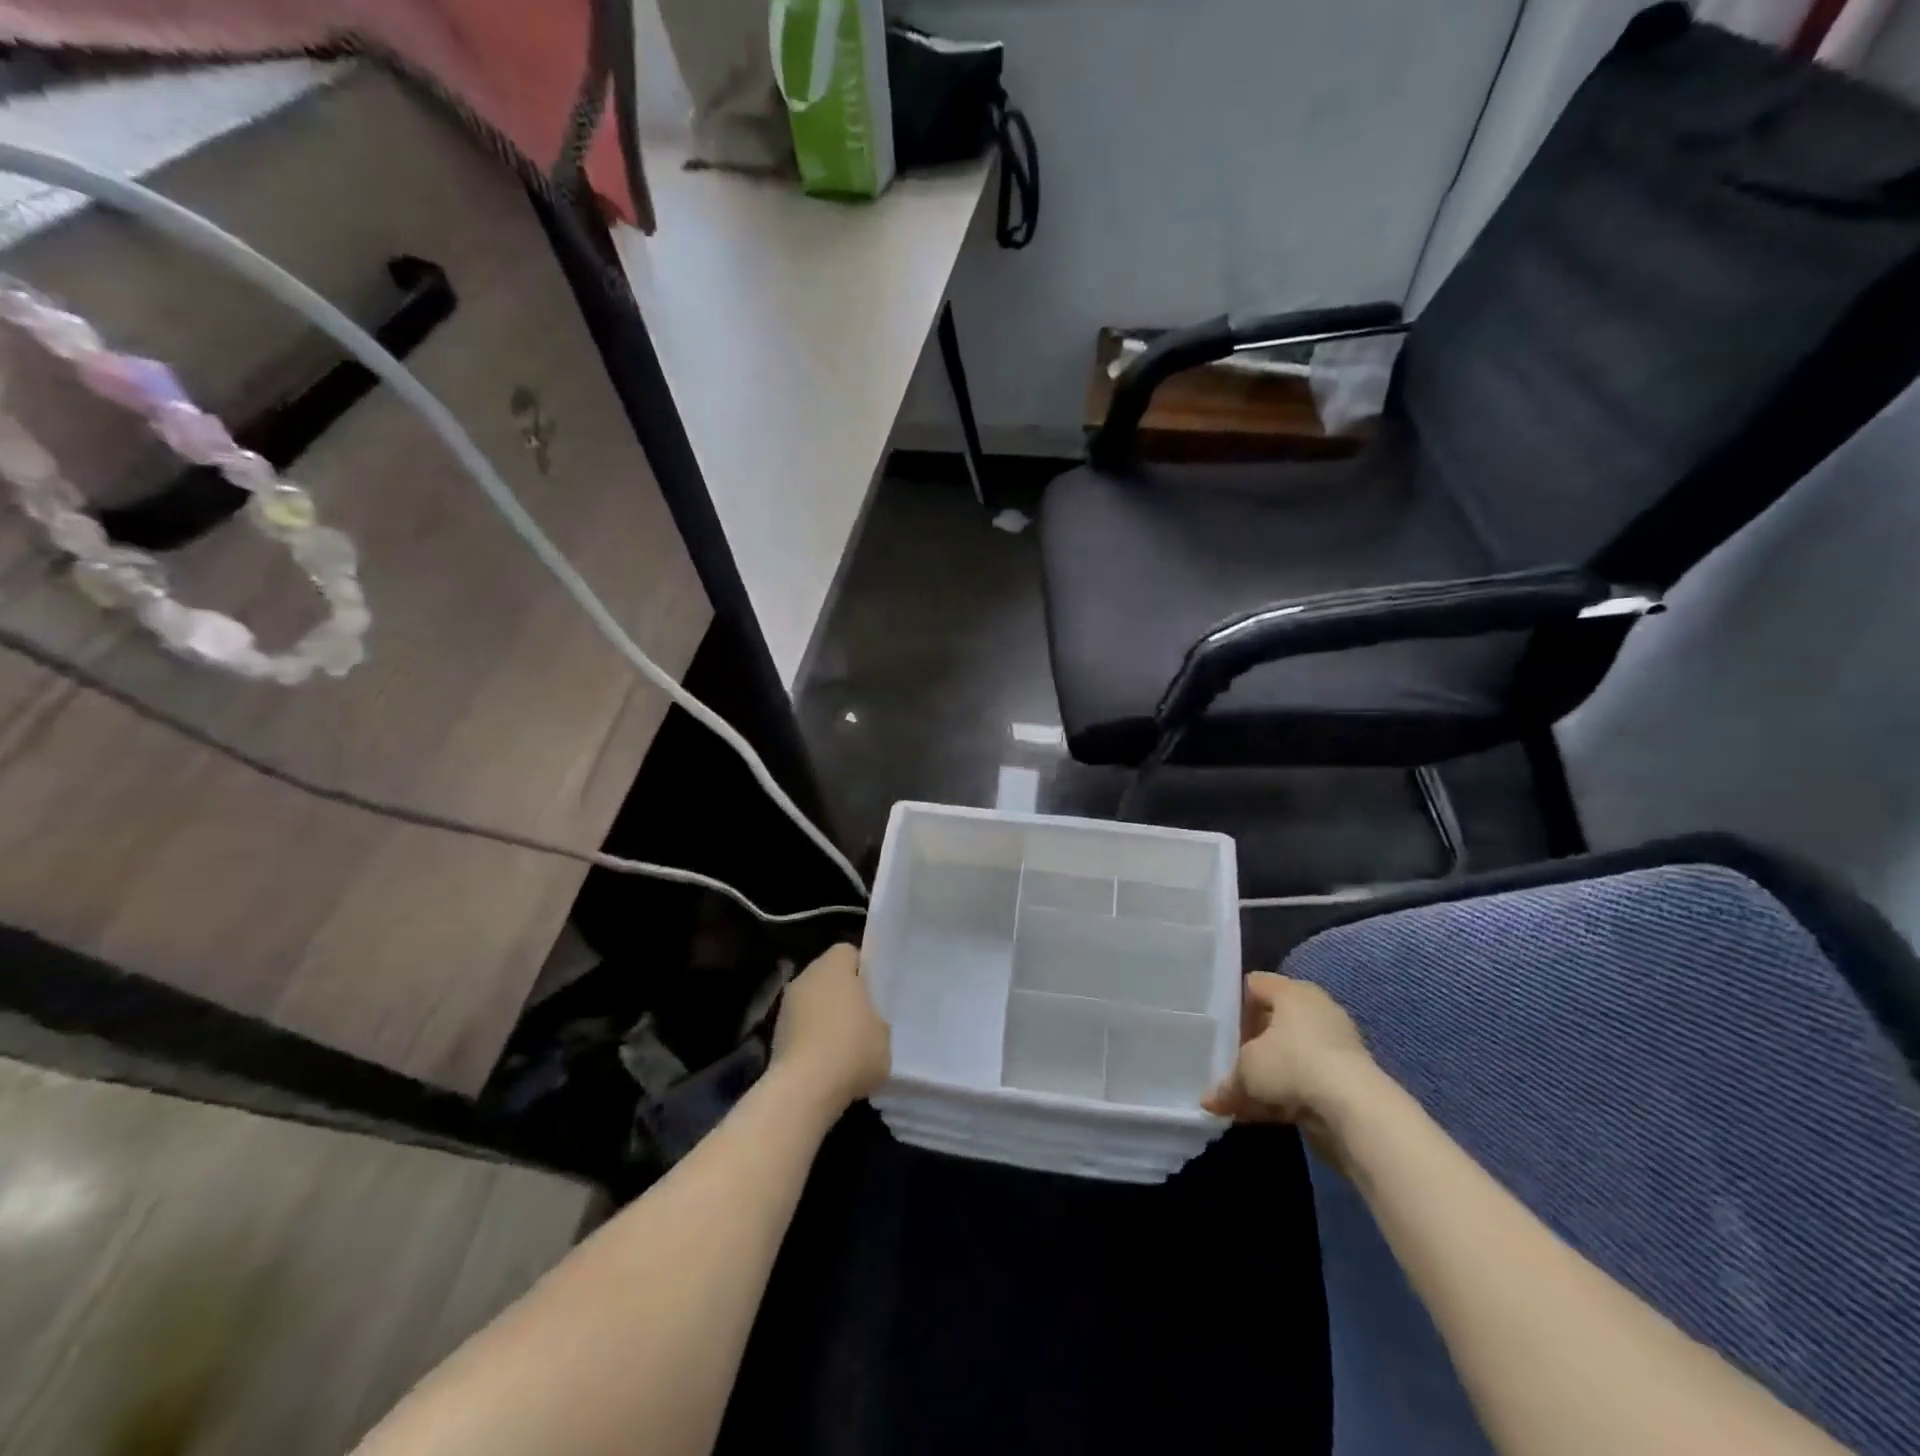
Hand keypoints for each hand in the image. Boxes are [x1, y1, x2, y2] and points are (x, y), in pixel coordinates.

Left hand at [770, 944, 891, 1110]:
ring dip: (824, 1017)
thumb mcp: (884, 1033)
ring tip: (845, 1046)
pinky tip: (827, 1063)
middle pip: (827, 977)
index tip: (874, 991)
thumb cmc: (852, 1050)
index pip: (848, 952)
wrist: (804, 1089)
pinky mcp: (774, 1035)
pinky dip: (811, 1039)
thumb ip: (877, 1019)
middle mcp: (806, 976)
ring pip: (812, 1002)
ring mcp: (786, 1006)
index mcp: (834, 965)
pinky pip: (800, 1028)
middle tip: (863, 1018)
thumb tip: (868, 1024)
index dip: (862, 968)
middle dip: (842, 993)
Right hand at [1203, 973, 1372, 1139]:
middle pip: (1273, 1020)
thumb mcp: (1245, 1072)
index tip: (1217, 1028)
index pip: (1254, 984)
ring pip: (1290, 1054)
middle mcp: (1316, 1009)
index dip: (1233, 1003)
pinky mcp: (1347, 1077)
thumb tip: (1209, 1101)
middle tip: (1229, 1061)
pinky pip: (1307, 1079)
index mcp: (1291, 992)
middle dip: (1251, 1044)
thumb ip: (1226, 1084)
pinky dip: (1289, 1093)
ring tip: (1243, 1097)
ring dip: (1269, 1074)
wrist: (1355, 1109)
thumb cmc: (1291, 1065)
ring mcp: (1335, 1044)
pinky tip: (1267, 1113)